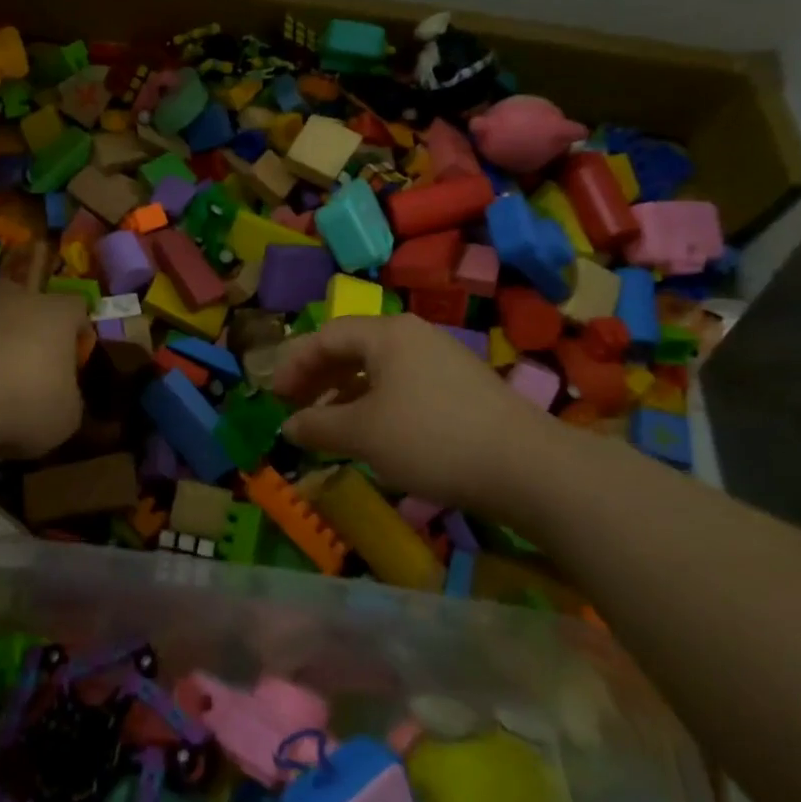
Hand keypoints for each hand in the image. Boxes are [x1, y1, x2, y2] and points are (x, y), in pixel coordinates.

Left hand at [0, 284, 86, 458]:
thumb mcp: (66, 417)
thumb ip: (69, 398)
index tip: (71, 368)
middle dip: (30, 333)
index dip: (77, 338)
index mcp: (58, 312)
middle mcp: (17, 295)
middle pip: (30, 307)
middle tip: (27, 372)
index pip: (78, 311)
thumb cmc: (23, 402)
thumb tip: (62, 395)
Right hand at [273, 315, 565, 514]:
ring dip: (345, 393)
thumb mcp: (362, 434)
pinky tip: (373, 433)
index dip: (294, 365)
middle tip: (294, 407)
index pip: (326, 336)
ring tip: (328, 424)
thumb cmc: (430, 439)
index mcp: (387, 334)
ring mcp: (441, 360)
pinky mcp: (461, 387)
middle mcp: (413, 336)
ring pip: (378, 369)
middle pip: (351, 348)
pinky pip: (403, 385)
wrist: (526, 467)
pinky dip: (375, 403)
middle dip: (318, 377)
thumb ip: (317, 426)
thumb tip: (288, 426)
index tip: (274, 397)